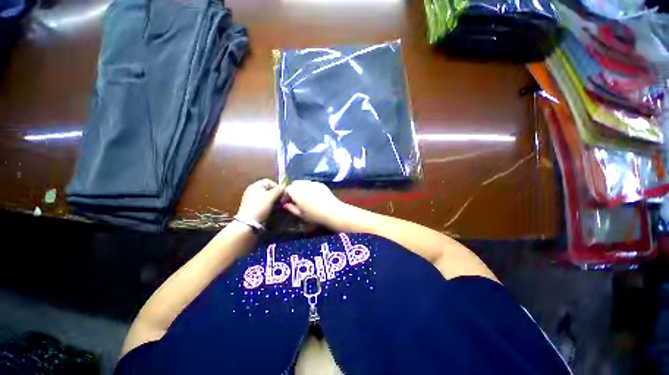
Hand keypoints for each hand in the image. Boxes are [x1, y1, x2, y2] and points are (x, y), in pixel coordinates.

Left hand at [236, 179, 283, 222]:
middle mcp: (253, 190)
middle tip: (281, 200)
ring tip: (278, 206)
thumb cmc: (261, 206)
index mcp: (255, 185)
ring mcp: (252, 199)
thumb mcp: (271, 196)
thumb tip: (284, 188)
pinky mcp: (252, 207)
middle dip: (276, 194)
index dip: (277, 186)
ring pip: (266, 196)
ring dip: (273, 200)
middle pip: (268, 189)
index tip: (282, 194)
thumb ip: (279, 190)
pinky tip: (272, 209)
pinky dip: (269, 205)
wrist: (249, 223)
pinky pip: (263, 202)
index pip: (269, 181)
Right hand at [283, 180, 348, 227]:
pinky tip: (313, 194)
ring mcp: (313, 183)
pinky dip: (308, 186)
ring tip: (304, 196)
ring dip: (300, 187)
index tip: (288, 200)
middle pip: (294, 183)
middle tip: (296, 198)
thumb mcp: (301, 215)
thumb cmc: (316, 216)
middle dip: (293, 189)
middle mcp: (305, 186)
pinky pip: (310, 182)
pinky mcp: (320, 184)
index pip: (287, 188)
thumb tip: (285, 204)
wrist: (334, 212)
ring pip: (302, 182)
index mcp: (298, 194)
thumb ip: (291, 208)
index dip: (286, 194)